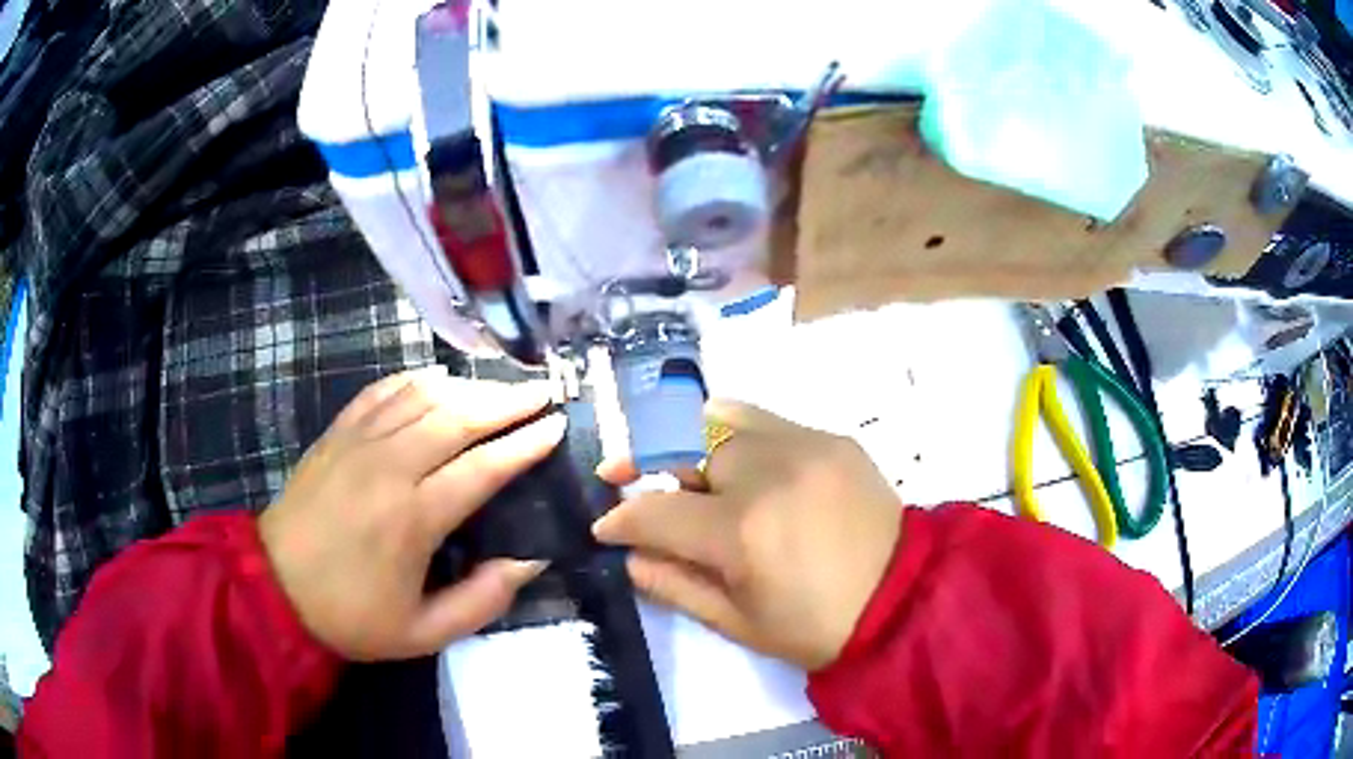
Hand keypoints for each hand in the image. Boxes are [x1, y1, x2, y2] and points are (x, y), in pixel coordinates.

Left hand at [258, 367, 565, 660]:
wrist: (275, 587)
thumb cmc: (351, 615)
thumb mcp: (423, 633)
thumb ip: (482, 600)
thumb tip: (529, 560)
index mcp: (413, 518)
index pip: (482, 468)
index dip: (524, 445)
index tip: (556, 426)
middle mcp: (389, 467)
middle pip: (457, 417)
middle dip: (506, 401)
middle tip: (542, 393)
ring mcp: (359, 443)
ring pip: (423, 396)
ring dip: (468, 386)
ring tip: (500, 387)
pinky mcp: (337, 434)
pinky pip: (382, 392)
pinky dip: (415, 380)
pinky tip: (436, 379)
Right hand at [593, 400, 901, 670]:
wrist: (906, 598)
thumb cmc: (818, 626)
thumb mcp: (739, 623)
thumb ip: (674, 584)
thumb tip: (629, 555)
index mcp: (742, 531)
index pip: (656, 510)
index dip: (620, 519)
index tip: (604, 527)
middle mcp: (767, 472)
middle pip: (681, 446)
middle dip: (641, 462)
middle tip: (621, 476)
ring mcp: (803, 445)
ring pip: (720, 417)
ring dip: (684, 437)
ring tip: (671, 458)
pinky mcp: (830, 437)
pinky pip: (763, 421)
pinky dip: (731, 435)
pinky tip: (731, 462)